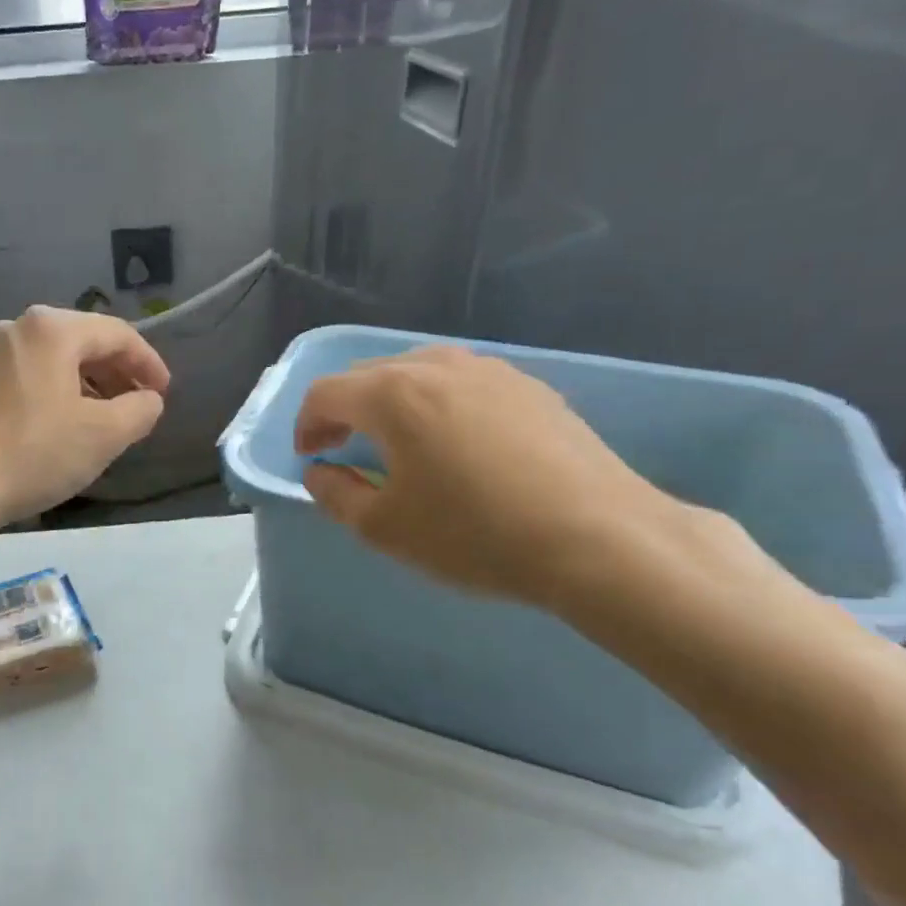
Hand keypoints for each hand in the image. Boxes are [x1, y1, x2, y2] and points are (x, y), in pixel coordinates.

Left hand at [0, 306, 169, 529]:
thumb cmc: (34, 452)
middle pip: (83, 343)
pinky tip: (61, 426)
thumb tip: (148, 400)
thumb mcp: (103, 435)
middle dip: (117, 374)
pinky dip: (55, 394)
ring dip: (87, 386)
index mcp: (53, 329)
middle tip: (137, 407)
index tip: (164, 394)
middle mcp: (18, 329)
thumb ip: (140, 411)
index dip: (149, 363)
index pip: (118, 334)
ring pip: (53, 361)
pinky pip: (28, 377)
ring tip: (103, 420)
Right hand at [295, 345, 680, 606]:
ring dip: (390, 402)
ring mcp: (490, 371)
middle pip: (368, 375)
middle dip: (344, 410)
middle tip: (341, 449)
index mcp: (393, 394)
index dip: (306, 425)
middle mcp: (437, 366)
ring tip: (395, 443)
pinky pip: (462, 383)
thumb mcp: (384, 528)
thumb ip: (335, 494)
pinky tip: (454, 443)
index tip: (310, 459)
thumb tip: (320, 472)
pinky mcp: (530, 387)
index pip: (325, 393)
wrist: (598, 539)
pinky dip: (437, 403)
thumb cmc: (474, 534)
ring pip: (418, 372)